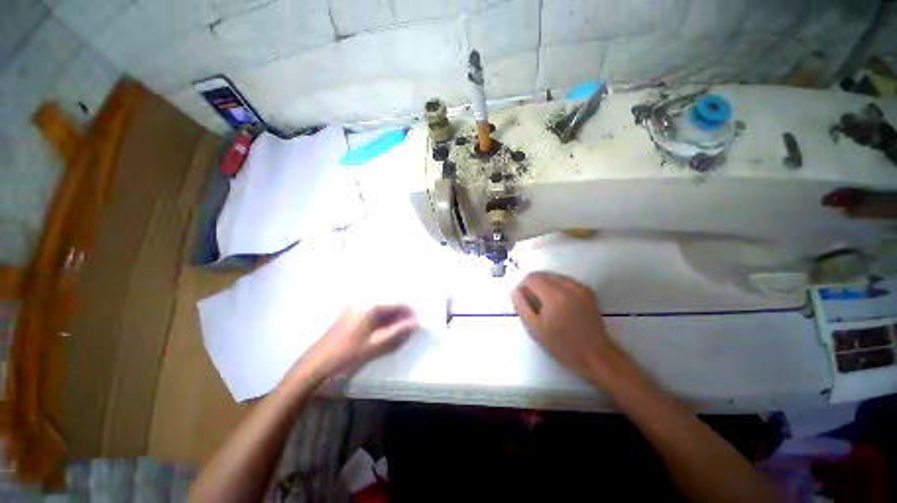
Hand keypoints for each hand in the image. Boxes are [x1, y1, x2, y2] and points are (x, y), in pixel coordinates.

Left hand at [300, 304, 418, 379]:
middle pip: (389, 305)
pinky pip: (372, 314)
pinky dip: (381, 322)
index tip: (418, 323)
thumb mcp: (375, 345)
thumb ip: (397, 332)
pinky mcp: (350, 315)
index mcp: (369, 306)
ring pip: (380, 310)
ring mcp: (354, 307)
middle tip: (410, 329)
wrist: (315, 365)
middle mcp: (363, 302)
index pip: (397, 303)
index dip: (409, 313)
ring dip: (392, 319)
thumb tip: (416, 323)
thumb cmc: (347, 355)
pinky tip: (384, 332)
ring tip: (399, 332)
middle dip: (401, 316)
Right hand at [510, 272, 631, 387]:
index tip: (523, 300)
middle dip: (533, 285)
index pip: (531, 278)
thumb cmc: (562, 344)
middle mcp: (568, 286)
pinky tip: (559, 303)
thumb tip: (515, 290)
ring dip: (545, 285)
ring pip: (554, 276)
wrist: (595, 355)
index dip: (523, 287)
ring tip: (546, 304)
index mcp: (554, 295)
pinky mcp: (587, 291)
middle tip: (533, 303)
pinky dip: (557, 287)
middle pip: (542, 275)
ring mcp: (580, 287)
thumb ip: (521, 306)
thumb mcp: (534, 328)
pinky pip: (565, 281)